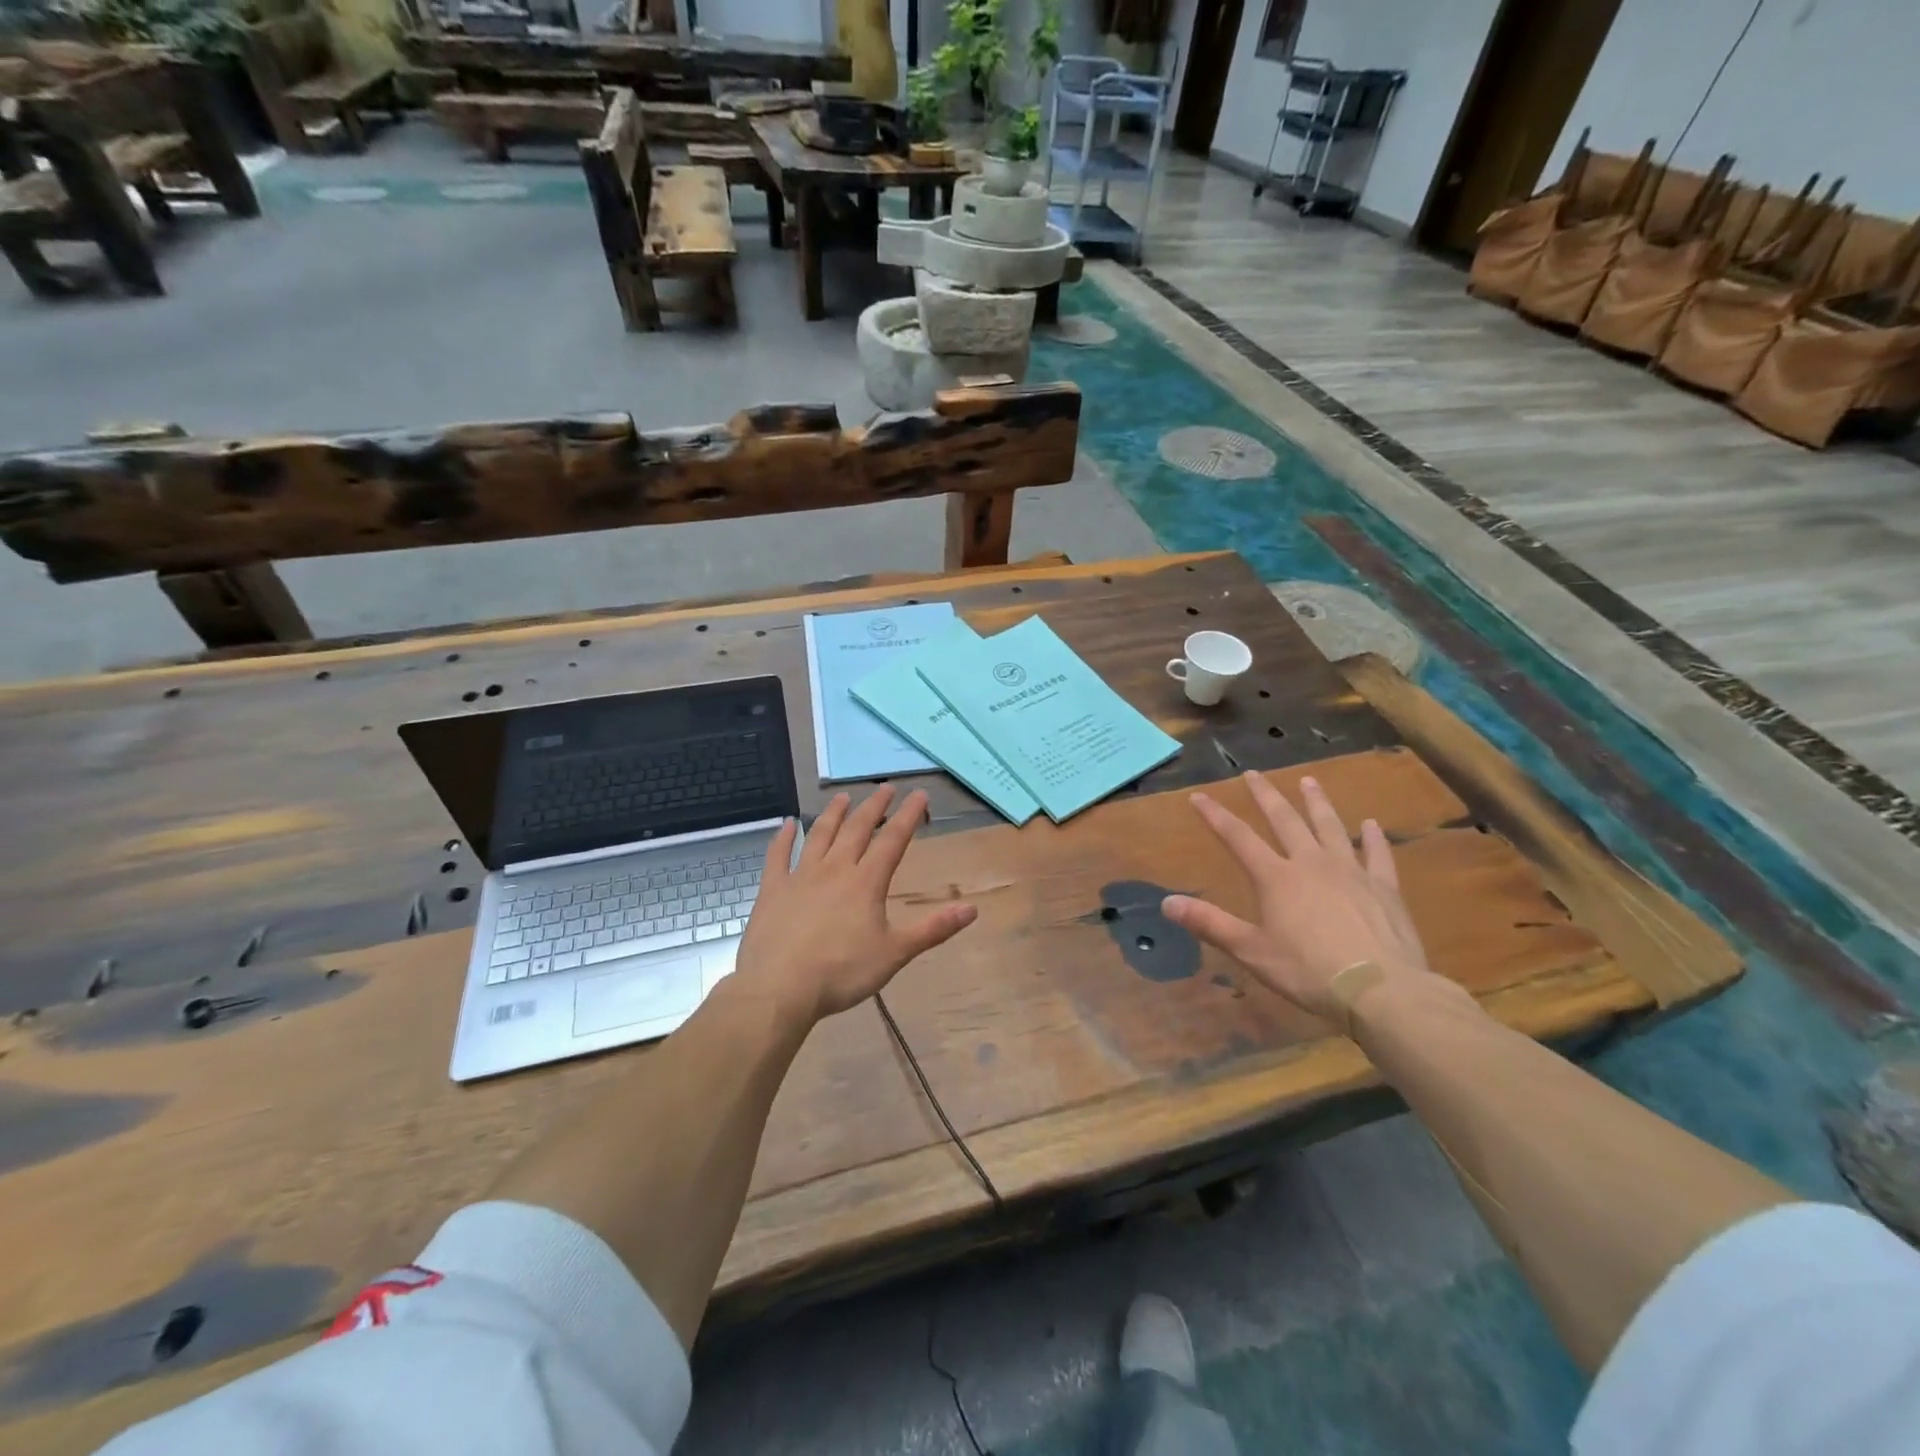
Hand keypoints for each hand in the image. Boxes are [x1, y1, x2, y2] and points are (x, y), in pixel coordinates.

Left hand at [735, 786, 977, 1026]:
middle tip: (885, 788)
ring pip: (820, 835)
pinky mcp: (773, 889)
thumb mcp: (895, 954)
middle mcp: (835, 869)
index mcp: (866, 883)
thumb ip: (933, 929)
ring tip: (843, 797)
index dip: (908, 815)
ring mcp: (800, 876)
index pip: (893, 840)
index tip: (919, 794)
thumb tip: (972, 909)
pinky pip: (778, 856)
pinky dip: (783, 837)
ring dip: (834, 814)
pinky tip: (787, 824)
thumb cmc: (842, 973)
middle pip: (857, 829)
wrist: (780, 988)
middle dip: (874, 807)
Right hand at [1162, 771, 1430, 1021]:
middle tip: (1254, 773)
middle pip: (1285, 820)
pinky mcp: (1383, 887)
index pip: (1238, 837)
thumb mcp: (1250, 951)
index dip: (1216, 815)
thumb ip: (1209, 923)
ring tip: (1309, 781)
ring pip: (1330, 827)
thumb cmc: (1308, 971)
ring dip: (1317, 802)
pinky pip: (1376, 854)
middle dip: (1266, 796)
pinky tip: (1370, 824)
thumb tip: (1166, 902)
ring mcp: (1351, 872)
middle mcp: (1311, 863)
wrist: (1380, 989)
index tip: (1199, 795)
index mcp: (1276, 878)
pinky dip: (1372, 838)